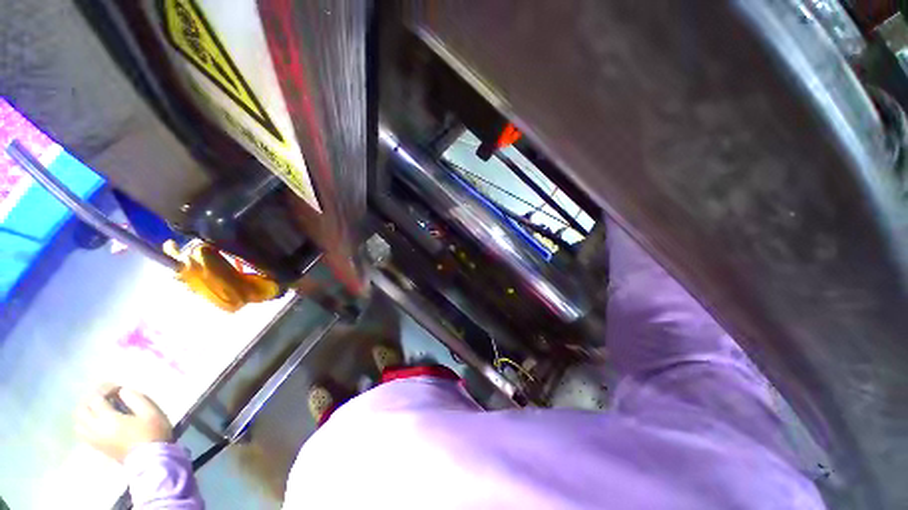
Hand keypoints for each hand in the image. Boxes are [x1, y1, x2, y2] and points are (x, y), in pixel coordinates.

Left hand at [75, 384, 172, 462]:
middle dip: (90, 399)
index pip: (96, 398)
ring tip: (99, 408)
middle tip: (105, 396)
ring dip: (86, 411)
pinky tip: (96, 422)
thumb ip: (135, 398)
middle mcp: (96, 428)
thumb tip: (122, 390)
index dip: (105, 389)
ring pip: (78, 422)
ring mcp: (94, 439)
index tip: (117, 387)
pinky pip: (82, 432)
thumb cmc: (153, 433)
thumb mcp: (150, 411)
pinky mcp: (96, 446)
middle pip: (81, 409)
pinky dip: (85, 423)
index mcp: (109, 419)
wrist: (152, 459)